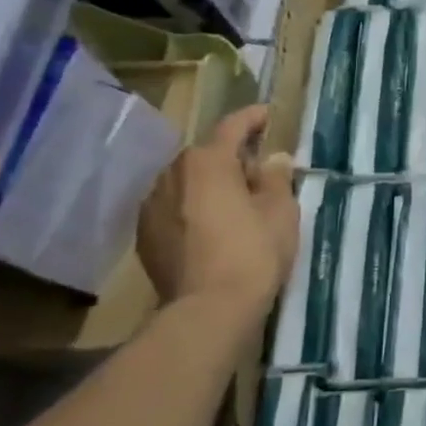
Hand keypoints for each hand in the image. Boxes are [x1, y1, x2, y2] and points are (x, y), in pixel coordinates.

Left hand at [139, 105, 298, 313]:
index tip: (267, 115)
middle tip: (257, 172)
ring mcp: (152, 205)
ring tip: (233, 201)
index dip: (252, 118)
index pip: (232, 127)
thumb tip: (272, 159)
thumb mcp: (280, 211)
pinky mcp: (145, 235)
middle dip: (231, 158)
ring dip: (209, 184)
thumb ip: (275, 178)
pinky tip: (211, 227)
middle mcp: (172, 174)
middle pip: (206, 155)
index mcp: (207, 161)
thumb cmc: (253, 253)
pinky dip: (193, 208)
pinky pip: (174, 208)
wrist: (208, 310)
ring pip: (187, 182)